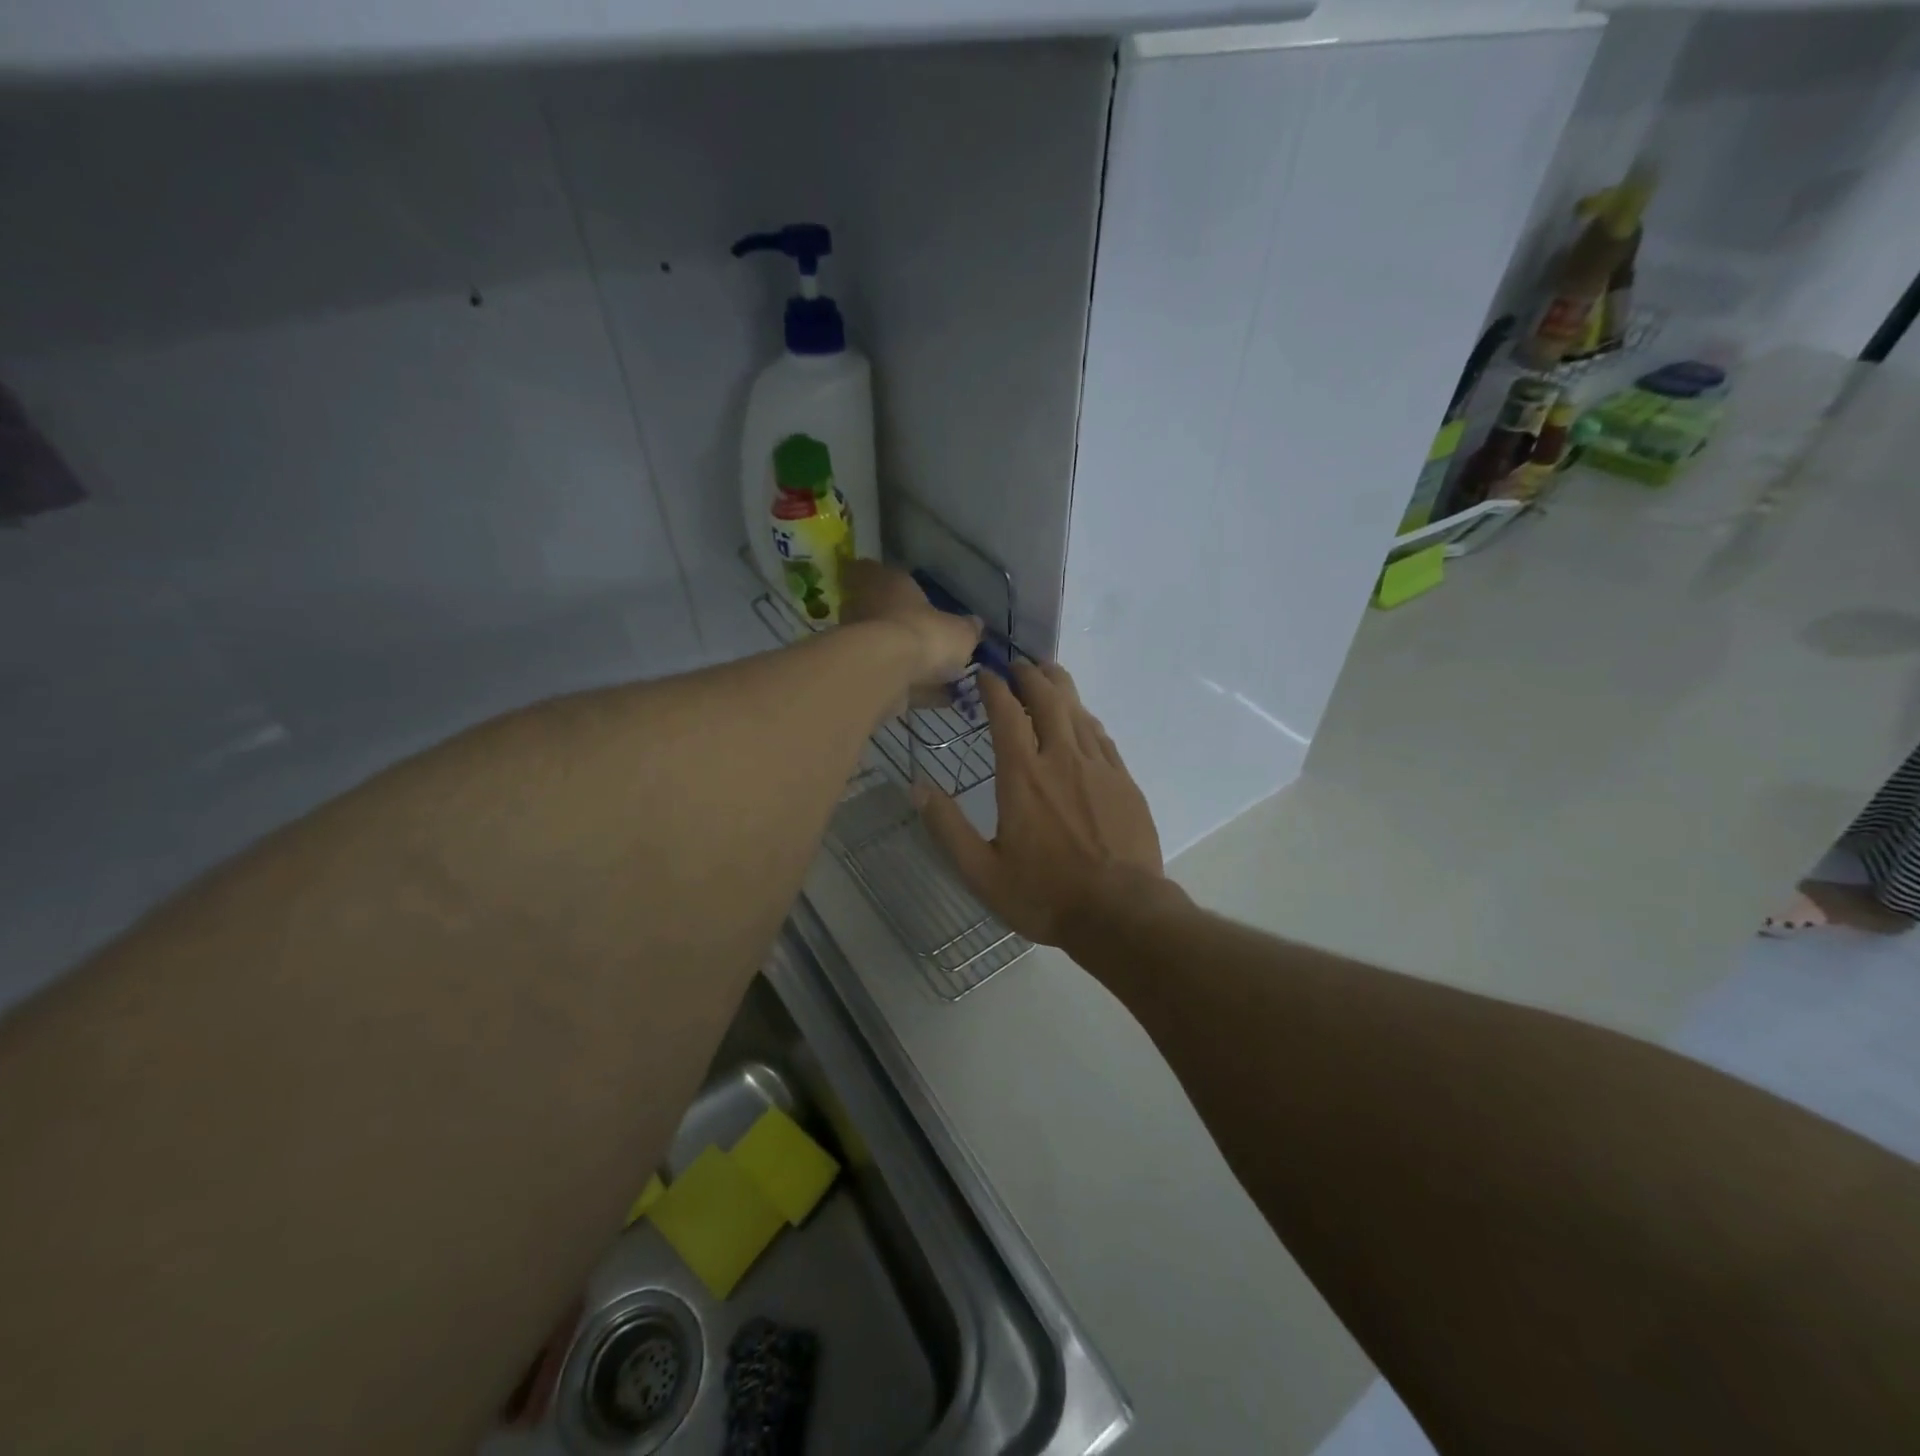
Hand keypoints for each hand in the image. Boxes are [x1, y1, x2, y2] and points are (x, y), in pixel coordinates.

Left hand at [840, 559, 981, 691]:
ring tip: (942, 675)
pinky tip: (940, 698)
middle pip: (879, 611)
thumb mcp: (961, 631)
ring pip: (885, 647)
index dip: (882, 578)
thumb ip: (967, 628)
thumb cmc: (925, 634)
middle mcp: (865, 608)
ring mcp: (859, 642)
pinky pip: (893, 678)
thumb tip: (975, 625)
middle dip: (900, 624)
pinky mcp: (861, 674)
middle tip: (928, 637)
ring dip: (907, 659)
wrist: (888, 673)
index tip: (898, 591)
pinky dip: (914, 687)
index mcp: (887, 583)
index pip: (871, 569)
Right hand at [919, 661, 1167, 949]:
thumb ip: (948, 827)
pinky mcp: (1123, 780)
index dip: (994, 687)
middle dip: (1030, 675)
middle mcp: (1061, 758)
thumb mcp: (982, 872)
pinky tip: (1082, 718)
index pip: (1006, 714)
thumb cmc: (1045, 894)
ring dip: (1060, 686)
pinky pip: (1101, 735)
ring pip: (1078, 710)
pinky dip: (1085, 717)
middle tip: (1018, 665)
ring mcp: (1098, 766)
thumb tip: (917, 787)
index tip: (985, 674)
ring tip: (1047, 673)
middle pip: (1047, 698)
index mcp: (1022, 776)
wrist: (1121, 912)